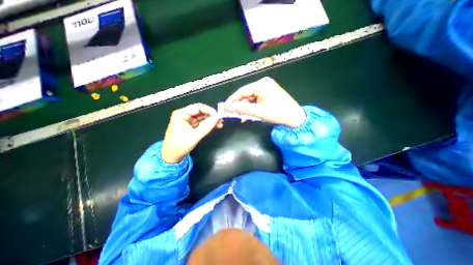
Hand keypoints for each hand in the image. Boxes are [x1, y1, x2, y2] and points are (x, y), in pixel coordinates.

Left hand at [161, 104, 222, 162]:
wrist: (172, 156)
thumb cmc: (179, 146)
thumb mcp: (194, 136)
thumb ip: (206, 127)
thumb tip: (217, 118)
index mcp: (181, 114)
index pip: (197, 107)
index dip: (209, 110)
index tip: (218, 115)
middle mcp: (184, 115)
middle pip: (200, 111)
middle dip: (211, 116)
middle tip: (221, 119)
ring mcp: (188, 120)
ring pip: (202, 117)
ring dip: (211, 120)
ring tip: (220, 123)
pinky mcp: (191, 125)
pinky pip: (201, 122)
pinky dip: (208, 124)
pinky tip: (216, 126)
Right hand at [225, 77, 306, 126]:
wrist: (295, 118)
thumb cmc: (277, 113)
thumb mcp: (258, 111)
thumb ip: (242, 108)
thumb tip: (229, 107)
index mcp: (261, 84)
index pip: (242, 91)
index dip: (233, 99)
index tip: (226, 106)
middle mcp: (264, 83)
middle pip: (247, 95)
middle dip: (241, 105)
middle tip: (234, 114)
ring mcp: (267, 88)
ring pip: (252, 98)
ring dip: (247, 108)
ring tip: (243, 117)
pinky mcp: (270, 94)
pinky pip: (257, 100)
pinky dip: (253, 107)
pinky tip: (250, 114)